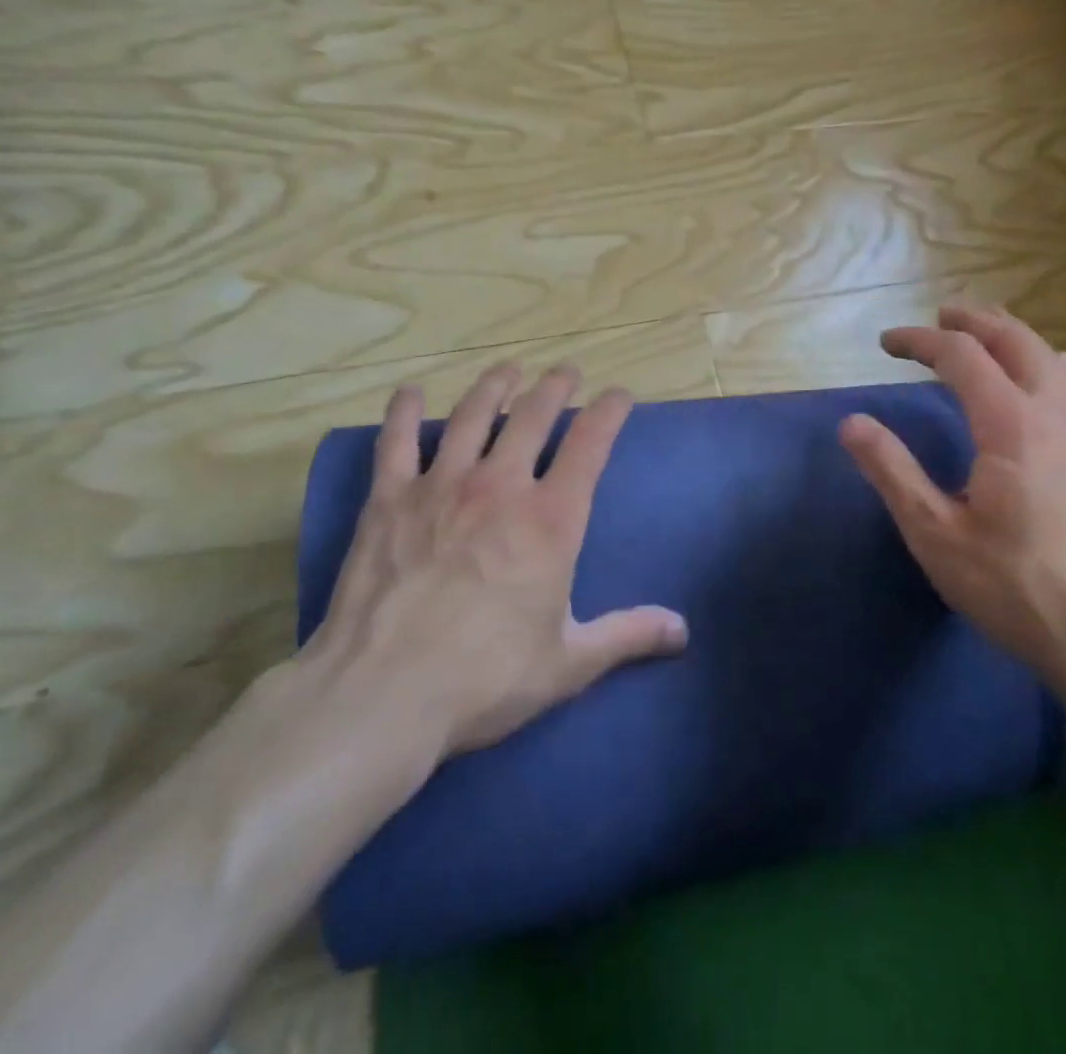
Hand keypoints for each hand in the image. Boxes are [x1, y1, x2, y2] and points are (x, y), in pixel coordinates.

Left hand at [298, 362, 687, 794]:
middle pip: (533, 415)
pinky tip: (410, 392)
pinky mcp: (389, 499)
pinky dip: (403, 412)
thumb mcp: (569, 662)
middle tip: (565, 372)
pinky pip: (396, 441)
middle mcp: (500, 486)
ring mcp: (441, 486)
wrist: (383, 694)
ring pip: (472, 416)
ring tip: (508, 369)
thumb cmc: (485, 677)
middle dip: (554, 387)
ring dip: (494, 386)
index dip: (610, 411)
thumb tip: (682, 630)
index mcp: (551, 519)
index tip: (620, 394)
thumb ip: (627, 635)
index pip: (590, 443)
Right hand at [838, 305, 1065, 702]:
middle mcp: (1054, 414)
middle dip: (974, 321)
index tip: (885, 343)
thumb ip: (892, 472)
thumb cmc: (1015, 587)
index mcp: (1011, 424)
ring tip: (982, 334)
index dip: (921, 341)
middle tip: (938, 317)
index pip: (963, 357)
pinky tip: (1047, 375)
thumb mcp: (936, 534)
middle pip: (1016, 341)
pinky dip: (1044, 363)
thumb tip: (852, 422)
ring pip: (1050, 359)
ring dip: (1012, 336)